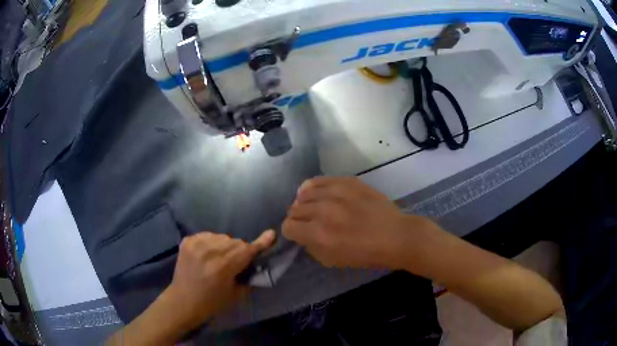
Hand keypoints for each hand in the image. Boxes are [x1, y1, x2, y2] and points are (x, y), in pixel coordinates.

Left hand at [162, 230, 275, 331]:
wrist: (183, 301)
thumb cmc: (212, 302)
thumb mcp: (236, 294)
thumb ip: (248, 276)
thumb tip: (255, 262)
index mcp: (223, 266)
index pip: (246, 250)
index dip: (260, 243)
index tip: (271, 234)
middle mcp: (210, 251)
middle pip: (235, 242)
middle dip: (239, 251)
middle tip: (235, 264)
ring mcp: (196, 243)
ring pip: (222, 237)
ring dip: (225, 246)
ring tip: (218, 259)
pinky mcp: (187, 241)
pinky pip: (207, 235)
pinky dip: (211, 243)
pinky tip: (207, 254)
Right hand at [283, 177, 427, 268]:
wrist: (395, 236)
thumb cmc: (366, 254)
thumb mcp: (333, 261)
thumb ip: (311, 246)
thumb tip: (302, 234)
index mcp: (319, 234)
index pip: (288, 226)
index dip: (291, 232)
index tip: (298, 233)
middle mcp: (323, 211)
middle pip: (294, 209)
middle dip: (297, 218)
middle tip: (308, 222)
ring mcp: (336, 193)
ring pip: (304, 192)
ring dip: (305, 202)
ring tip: (313, 207)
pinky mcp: (347, 182)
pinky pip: (320, 180)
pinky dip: (314, 187)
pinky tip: (318, 193)